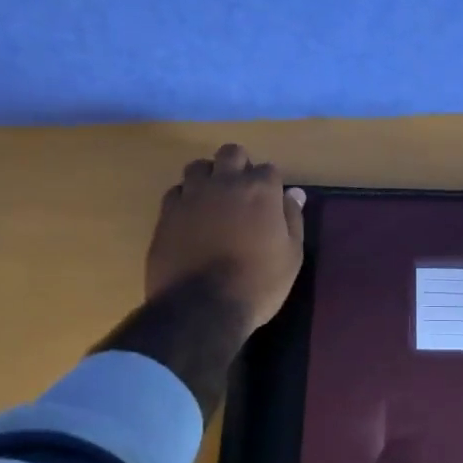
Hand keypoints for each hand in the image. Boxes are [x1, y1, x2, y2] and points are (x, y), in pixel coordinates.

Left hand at [146, 144, 304, 332]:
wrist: (201, 308)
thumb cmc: (257, 284)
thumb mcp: (291, 256)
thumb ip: (292, 218)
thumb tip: (295, 193)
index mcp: (259, 190)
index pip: (269, 169)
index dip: (271, 184)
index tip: (271, 202)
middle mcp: (225, 183)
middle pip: (231, 153)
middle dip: (238, 165)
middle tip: (241, 192)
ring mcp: (192, 196)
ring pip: (198, 166)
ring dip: (209, 176)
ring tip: (213, 199)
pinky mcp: (167, 213)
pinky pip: (176, 191)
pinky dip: (185, 198)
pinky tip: (191, 217)